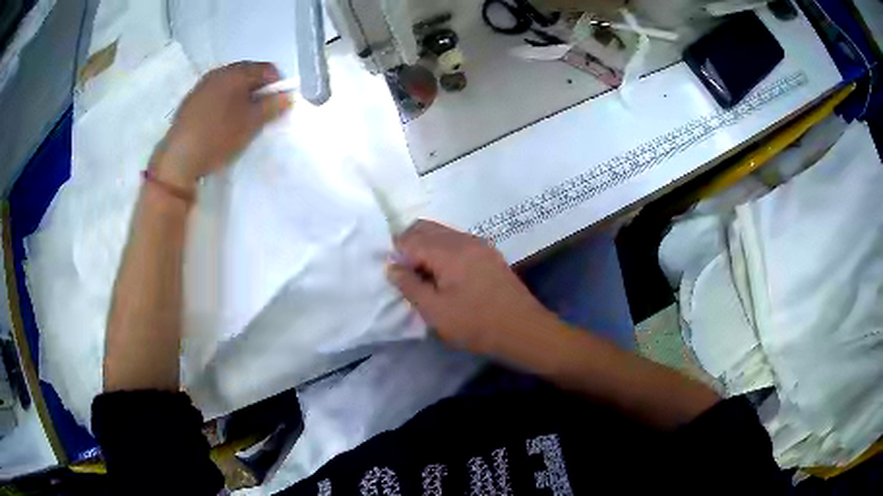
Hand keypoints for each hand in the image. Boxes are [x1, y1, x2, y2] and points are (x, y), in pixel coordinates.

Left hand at [152, 61, 292, 187]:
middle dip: (258, 91)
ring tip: (241, 120)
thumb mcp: (251, 123)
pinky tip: (221, 124)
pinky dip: (224, 104)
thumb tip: (288, 95)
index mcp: (235, 72)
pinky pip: (215, 95)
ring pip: (230, 85)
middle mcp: (218, 73)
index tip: (278, 105)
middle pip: (247, 74)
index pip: (266, 69)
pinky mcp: (190, 102)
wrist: (178, 159)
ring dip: (240, 98)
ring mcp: (201, 86)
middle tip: (261, 113)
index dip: (277, 85)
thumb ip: (272, 106)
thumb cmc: (218, 136)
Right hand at [387, 220, 556, 355]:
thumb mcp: (435, 311)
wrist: (524, 330)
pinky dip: (443, 252)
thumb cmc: (476, 324)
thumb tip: (392, 267)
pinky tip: (445, 277)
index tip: (395, 277)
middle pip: (425, 228)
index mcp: (448, 250)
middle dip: (409, 246)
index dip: (396, 254)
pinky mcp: (489, 254)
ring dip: (426, 248)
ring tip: (424, 278)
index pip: (410, 238)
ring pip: (442, 233)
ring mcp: (479, 244)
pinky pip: (457, 242)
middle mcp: (463, 239)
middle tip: (406, 275)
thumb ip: (409, 285)